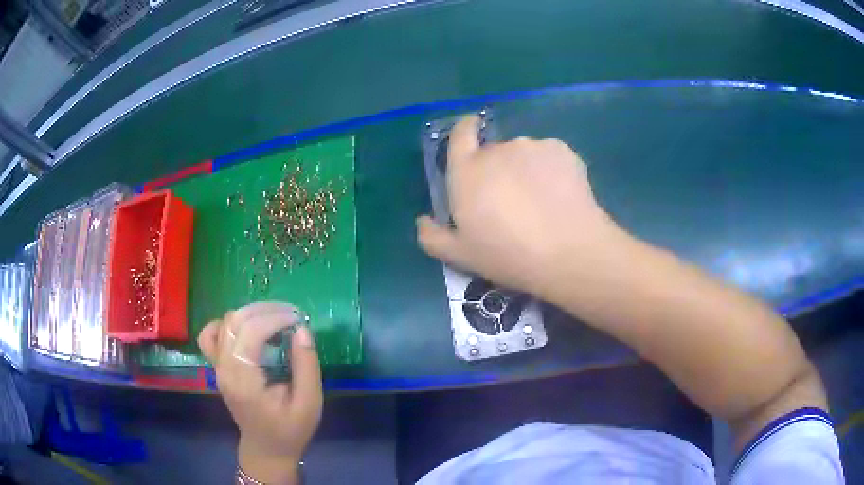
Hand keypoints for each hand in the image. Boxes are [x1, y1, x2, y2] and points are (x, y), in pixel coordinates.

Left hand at [199, 302, 321, 484]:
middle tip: (291, 316)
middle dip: (265, 311)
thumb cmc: (290, 430)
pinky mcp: (218, 366)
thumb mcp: (309, 403)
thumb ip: (306, 367)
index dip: (274, 318)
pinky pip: (212, 335)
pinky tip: (246, 329)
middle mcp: (224, 369)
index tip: (299, 320)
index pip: (250, 332)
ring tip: (273, 320)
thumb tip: (302, 330)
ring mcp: (217, 367)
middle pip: (235, 321)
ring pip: (223, 323)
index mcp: (244, 380)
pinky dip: (228, 324)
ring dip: (249, 314)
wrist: (266, 449)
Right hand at [417, 115, 625, 295]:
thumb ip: (432, 237)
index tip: (471, 137)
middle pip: (493, 151)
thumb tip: (422, 221)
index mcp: (467, 170)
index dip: (465, 130)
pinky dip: (551, 171)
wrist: (568, 252)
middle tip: (510, 202)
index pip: (461, 134)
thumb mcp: (461, 256)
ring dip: (525, 170)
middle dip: (497, 170)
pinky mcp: (561, 150)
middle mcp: (497, 149)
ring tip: (540, 203)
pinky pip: (549, 156)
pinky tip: (560, 197)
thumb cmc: (508, 255)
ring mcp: (531, 146)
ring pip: (523, 154)